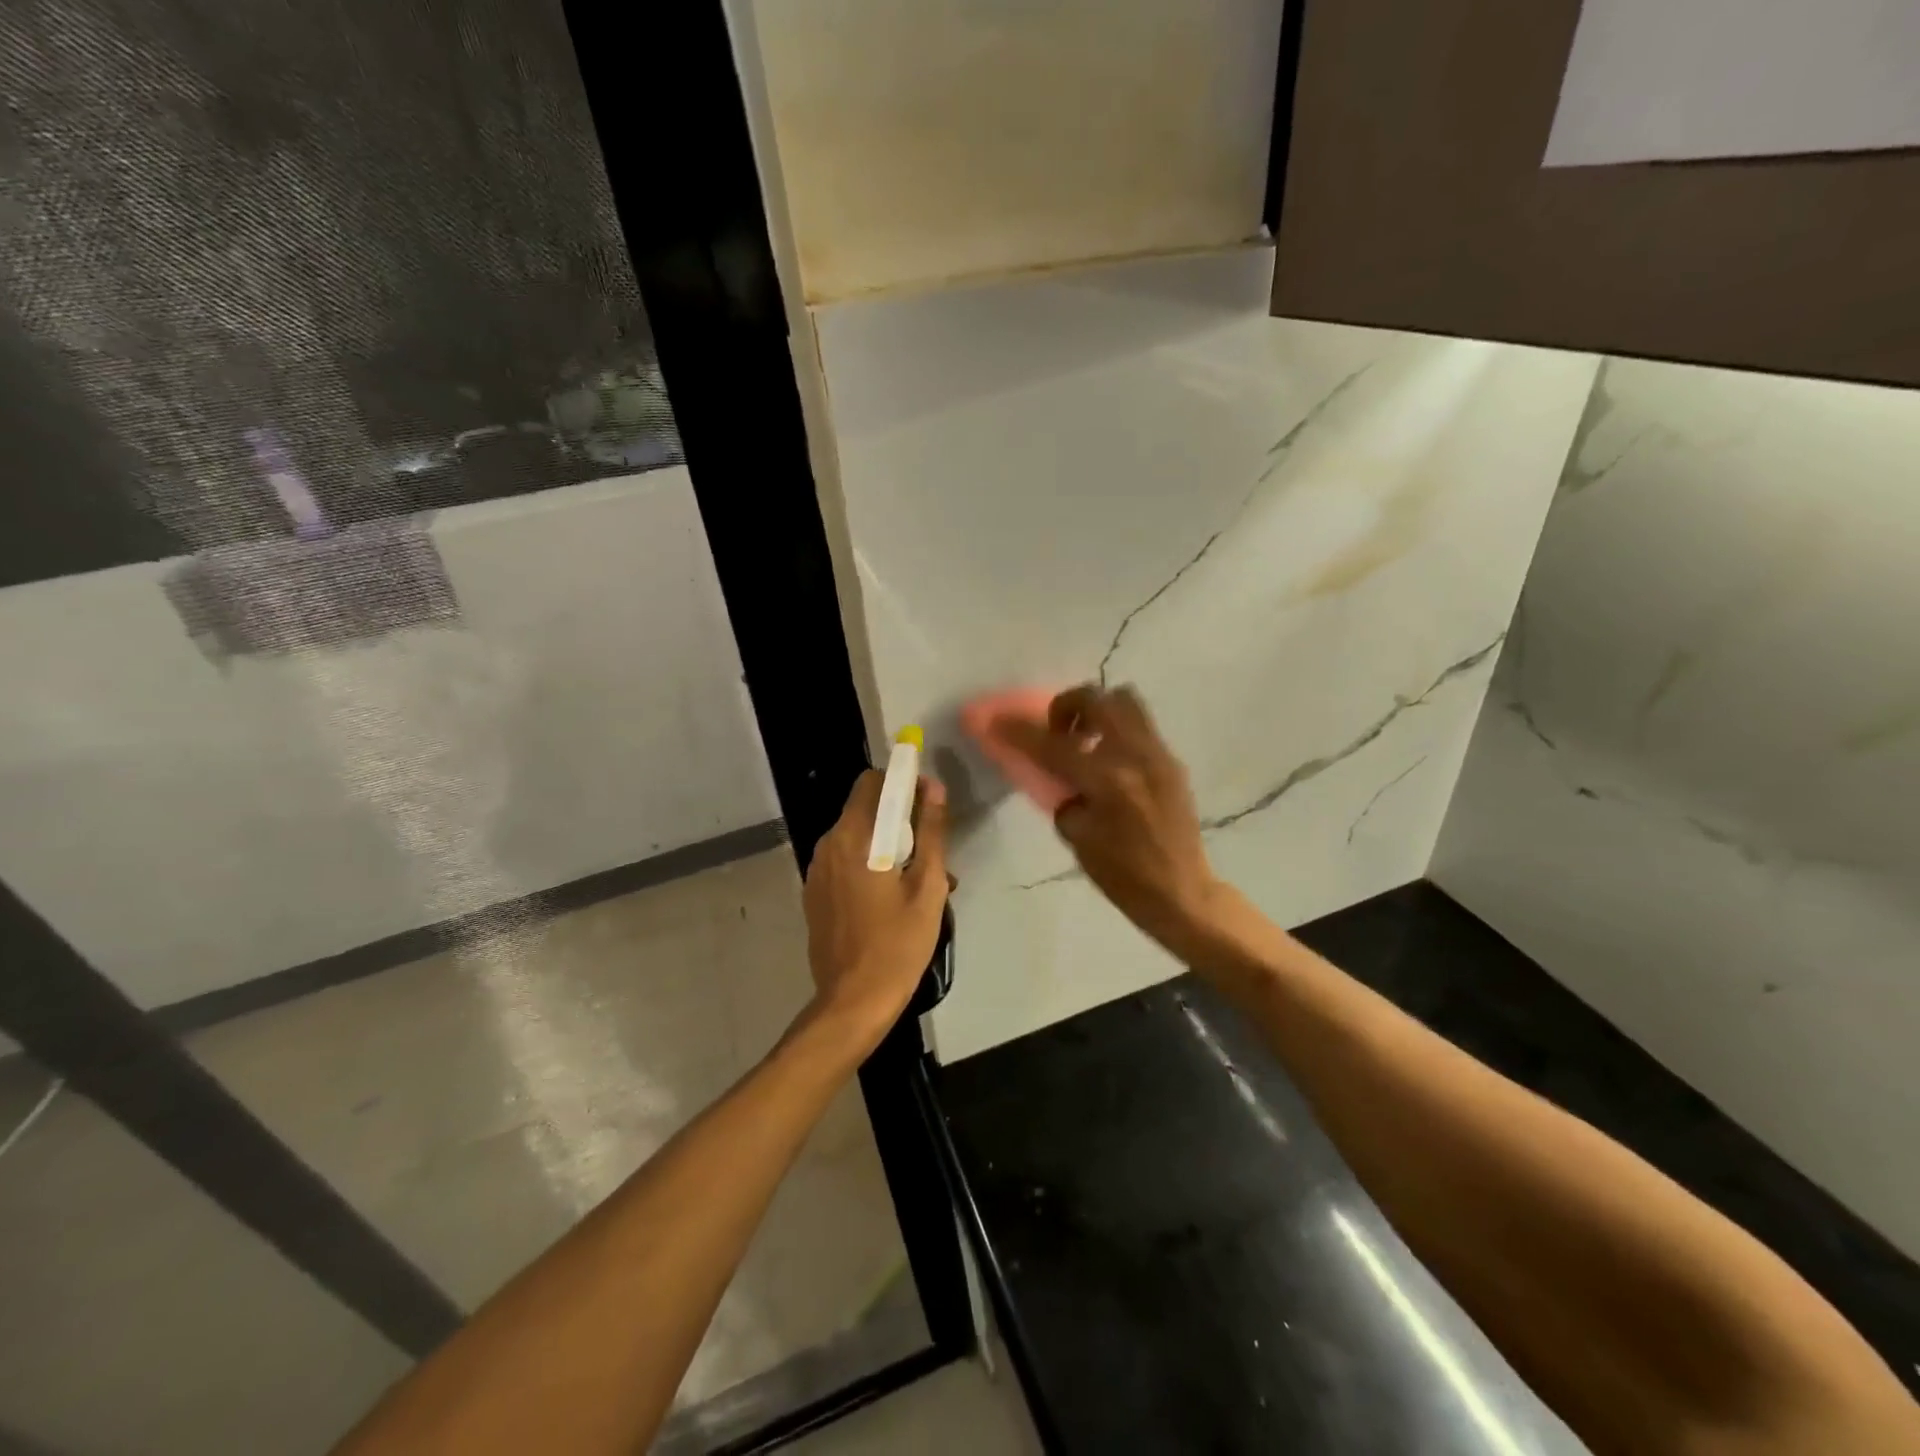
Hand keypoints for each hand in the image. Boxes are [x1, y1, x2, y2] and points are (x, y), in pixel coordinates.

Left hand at [800, 769, 949, 1052]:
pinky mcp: (815, 894)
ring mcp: (817, 871)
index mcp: (853, 837)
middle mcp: (828, 845)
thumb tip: (933, 787)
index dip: (901, 783)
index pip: (871, 782)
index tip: (927, 802)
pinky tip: (893, 899)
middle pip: (865, 810)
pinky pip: (846, 863)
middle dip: (900, 820)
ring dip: (888, 846)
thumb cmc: (898, 944)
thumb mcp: (927, 886)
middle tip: (931, 853)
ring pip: (857, 838)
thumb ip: (931, 831)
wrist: (853, 1002)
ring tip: (920, 883)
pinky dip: (870, 866)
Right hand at [1000, 685, 1223, 959]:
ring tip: (1084, 739)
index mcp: (1108, 782)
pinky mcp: (1171, 760)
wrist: (1181, 892)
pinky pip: (1139, 725)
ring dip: (1097, 710)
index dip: (1020, 732)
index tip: (998, 722)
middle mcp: (1135, 757)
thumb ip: (1063, 795)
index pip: (1054, 746)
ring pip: (1124, 700)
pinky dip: (1116, 729)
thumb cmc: (1123, 876)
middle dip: (1066, 706)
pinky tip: (1108, 760)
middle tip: (1057, 732)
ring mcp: (1158, 754)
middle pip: (1096, 700)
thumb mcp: (1078, 838)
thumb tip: (1058, 773)